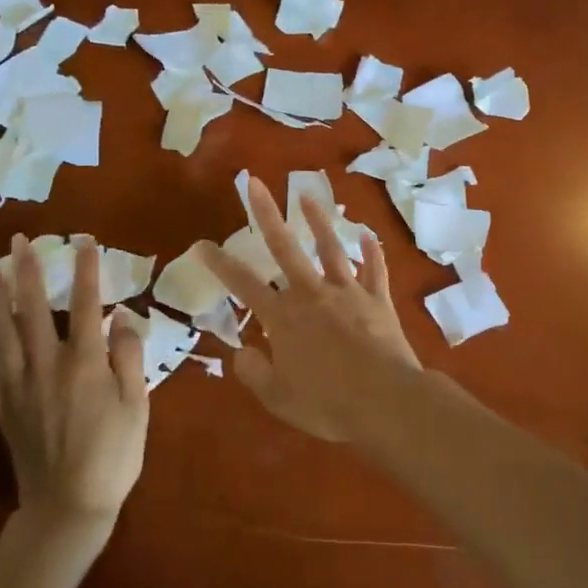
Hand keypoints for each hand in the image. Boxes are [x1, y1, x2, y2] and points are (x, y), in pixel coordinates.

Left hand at [0, 235, 148, 524]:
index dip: (86, 270)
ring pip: (3, 332)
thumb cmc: (113, 455)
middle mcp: (46, 364)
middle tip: (20, 240)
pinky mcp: (1, 406)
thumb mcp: (137, 405)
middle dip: (29, 271)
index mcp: (84, 362)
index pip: (86, 304)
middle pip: (34, 309)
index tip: (85, 240)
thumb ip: (129, 357)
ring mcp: (18, 385)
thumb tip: (123, 316)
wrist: (69, 507)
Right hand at [197, 177, 420, 441]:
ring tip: (308, 196)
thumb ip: (255, 372)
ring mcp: (348, 292)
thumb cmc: (327, 404)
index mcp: (283, 318)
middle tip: (256, 183)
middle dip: (267, 214)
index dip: (220, 264)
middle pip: (285, 247)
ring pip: (330, 248)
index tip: (202, 244)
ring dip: (318, 221)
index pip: (243, 285)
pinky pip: (375, 269)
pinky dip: (371, 251)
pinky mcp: (378, 299)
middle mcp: (312, 294)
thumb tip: (242, 353)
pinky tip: (368, 235)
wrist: (385, 401)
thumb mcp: (278, 398)